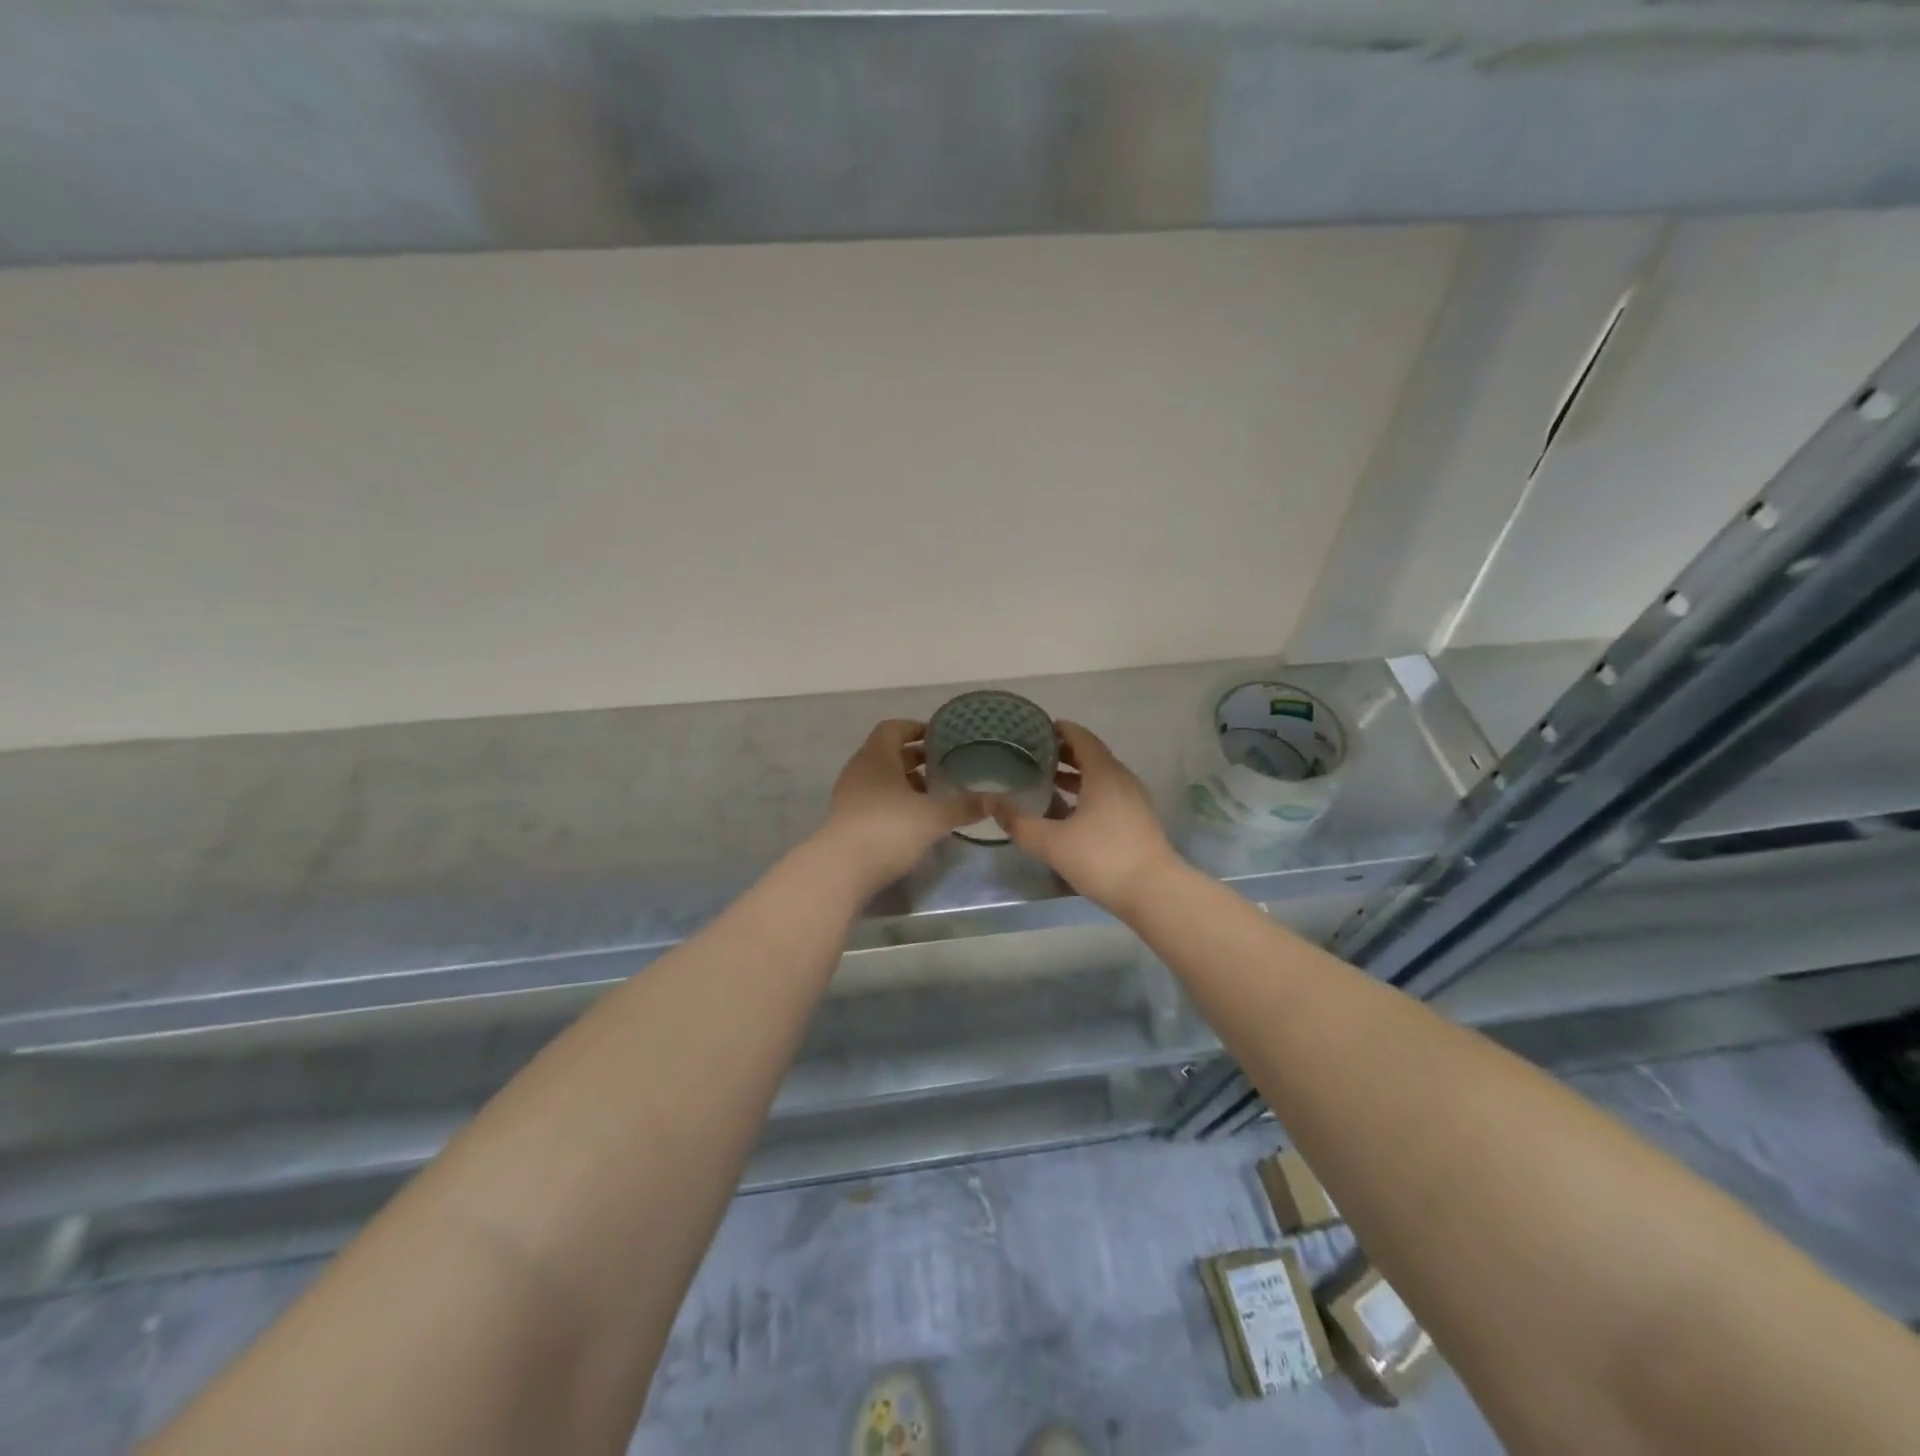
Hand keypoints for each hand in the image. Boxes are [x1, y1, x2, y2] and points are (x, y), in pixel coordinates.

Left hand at [816, 719, 981, 890]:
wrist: (841, 870)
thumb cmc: (888, 829)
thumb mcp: (934, 816)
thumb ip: (964, 805)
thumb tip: (995, 799)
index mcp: (876, 756)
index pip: (894, 728)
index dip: (917, 729)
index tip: (942, 738)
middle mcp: (860, 770)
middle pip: (889, 754)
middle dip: (918, 758)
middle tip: (947, 766)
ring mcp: (851, 797)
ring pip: (883, 780)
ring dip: (908, 783)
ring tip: (937, 793)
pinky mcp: (849, 821)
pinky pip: (876, 801)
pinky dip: (897, 803)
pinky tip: (917, 819)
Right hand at [994, 721, 1177, 915]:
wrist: (1154, 892)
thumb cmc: (1102, 858)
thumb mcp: (1051, 842)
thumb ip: (1018, 822)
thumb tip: (990, 802)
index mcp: (1104, 773)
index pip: (1082, 738)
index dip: (1061, 730)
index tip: (1038, 729)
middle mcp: (1122, 779)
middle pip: (1092, 756)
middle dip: (1064, 753)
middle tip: (1035, 755)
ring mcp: (1134, 801)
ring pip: (1101, 778)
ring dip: (1076, 776)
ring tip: (1048, 781)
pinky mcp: (1138, 821)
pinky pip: (1109, 795)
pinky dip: (1088, 793)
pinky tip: (1070, 812)